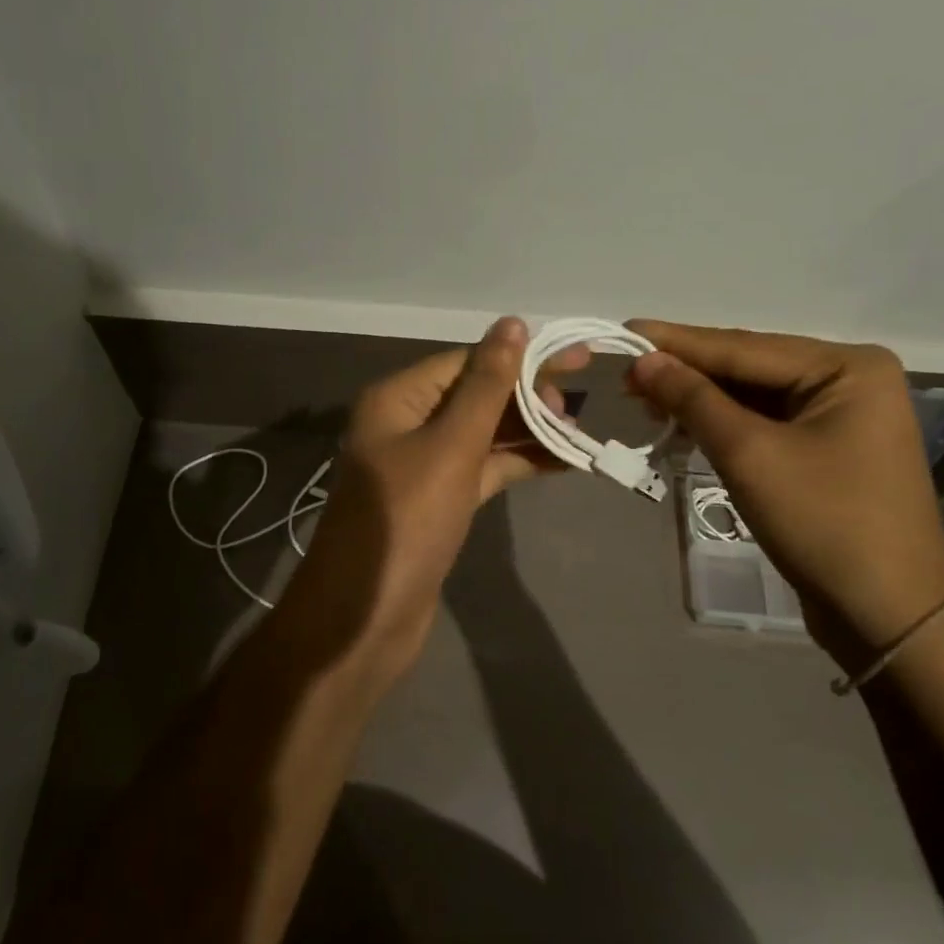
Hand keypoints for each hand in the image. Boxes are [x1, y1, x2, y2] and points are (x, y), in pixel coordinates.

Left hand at [297, 317, 584, 663]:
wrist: (364, 618)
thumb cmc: (405, 522)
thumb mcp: (451, 447)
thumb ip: (486, 386)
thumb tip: (512, 324)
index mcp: (398, 399)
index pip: (467, 362)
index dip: (521, 358)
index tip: (576, 358)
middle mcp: (406, 424)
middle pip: (476, 395)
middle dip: (527, 395)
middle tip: (580, 403)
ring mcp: (422, 466)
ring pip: (483, 434)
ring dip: (528, 430)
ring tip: (580, 429)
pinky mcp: (438, 502)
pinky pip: (483, 469)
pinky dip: (518, 463)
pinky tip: (561, 461)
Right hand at [627, 322, 943, 669]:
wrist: (887, 614)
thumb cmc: (824, 523)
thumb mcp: (749, 454)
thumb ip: (694, 400)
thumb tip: (643, 361)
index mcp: (847, 367)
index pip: (744, 346)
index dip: (678, 343)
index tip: (625, 329)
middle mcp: (848, 379)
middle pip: (749, 367)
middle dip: (686, 372)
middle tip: (625, 370)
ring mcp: (840, 415)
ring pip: (752, 395)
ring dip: (699, 399)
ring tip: (642, 396)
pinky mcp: (826, 448)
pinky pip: (763, 422)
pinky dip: (721, 423)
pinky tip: (682, 422)